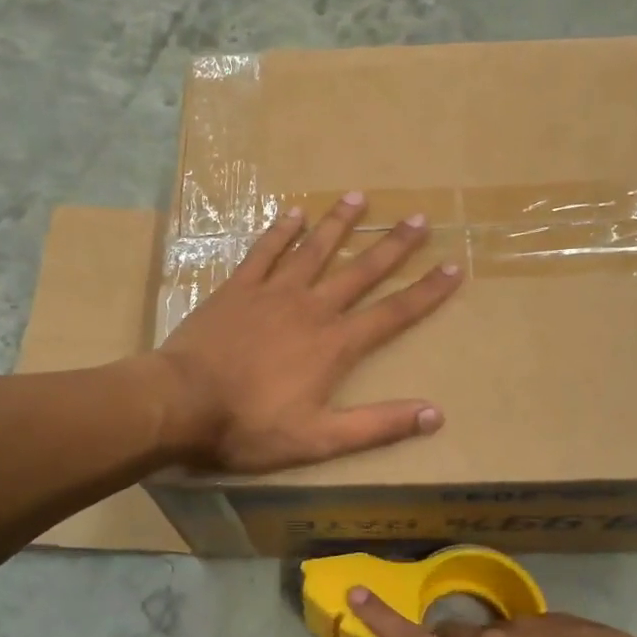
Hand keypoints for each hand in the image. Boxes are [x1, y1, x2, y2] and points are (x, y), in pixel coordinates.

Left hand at [152, 193, 462, 473]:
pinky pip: (264, 251)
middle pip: (361, 271)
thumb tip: (435, 414)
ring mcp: (273, 293)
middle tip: (419, 219)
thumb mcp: (320, 439)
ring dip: (339, 224)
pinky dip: (280, 230)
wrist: (182, 403)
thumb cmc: (250, 425)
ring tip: (359, 198)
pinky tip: (294, 212)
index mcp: (335, 344)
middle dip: (393, 246)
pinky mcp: (238, 288)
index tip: (454, 267)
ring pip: (315, 250)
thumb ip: (378, 425)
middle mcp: (312, 308)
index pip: (393, 313)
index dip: (427, 291)